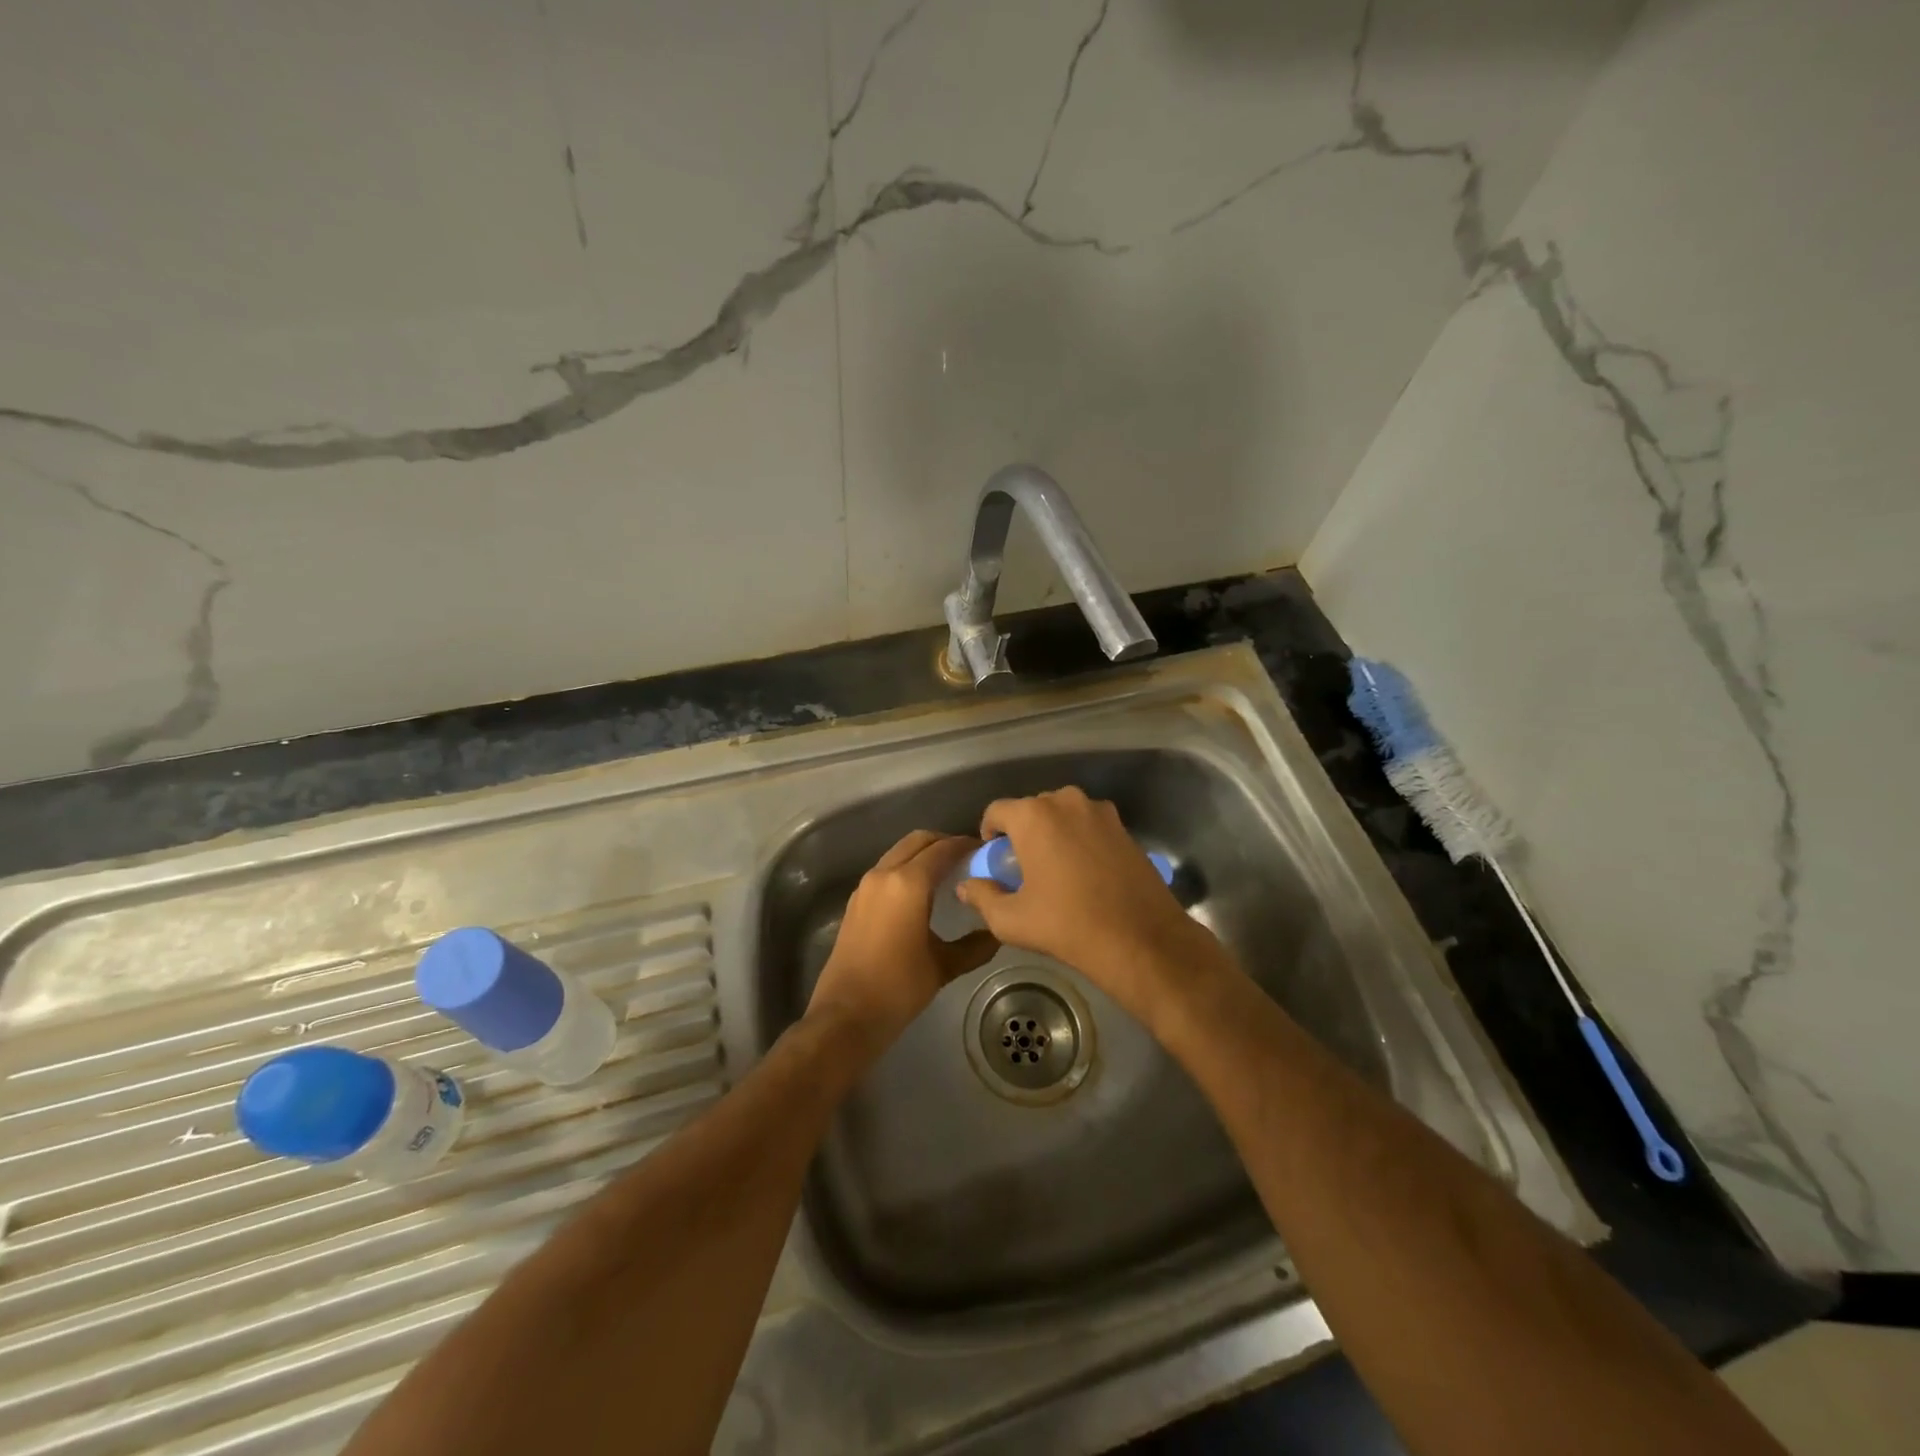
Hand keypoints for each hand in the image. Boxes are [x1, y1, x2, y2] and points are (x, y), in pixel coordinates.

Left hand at [806, 831, 999, 1054]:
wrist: (845, 1015)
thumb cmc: (898, 988)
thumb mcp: (943, 966)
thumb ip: (974, 946)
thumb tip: (997, 933)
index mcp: (908, 883)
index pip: (943, 849)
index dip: (966, 845)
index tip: (985, 851)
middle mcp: (884, 874)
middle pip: (918, 841)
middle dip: (943, 843)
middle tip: (967, 859)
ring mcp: (865, 886)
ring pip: (899, 852)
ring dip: (923, 854)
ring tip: (948, 874)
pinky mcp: (856, 901)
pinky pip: (886, 870)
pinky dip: (906, 868)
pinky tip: (922, 894)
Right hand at [954, 788, 1227, 1017]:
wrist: (1141, 939)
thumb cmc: (1067, 925)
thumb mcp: (1012, 920)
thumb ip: (982, 897)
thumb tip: (966, 886)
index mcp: (1034, 816)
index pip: (996, 810)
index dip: (989, 833)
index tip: (994, 860)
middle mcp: (1066, 801)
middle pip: (1031, 809)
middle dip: (1022, 833)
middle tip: (1022, 868)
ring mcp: (1100, 812)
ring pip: (1062, 815)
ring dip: (1052, 834)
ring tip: (1055, 869)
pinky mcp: (1124, 827)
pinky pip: (1088, 825)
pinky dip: (1079, 840)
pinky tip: (1084, 872)